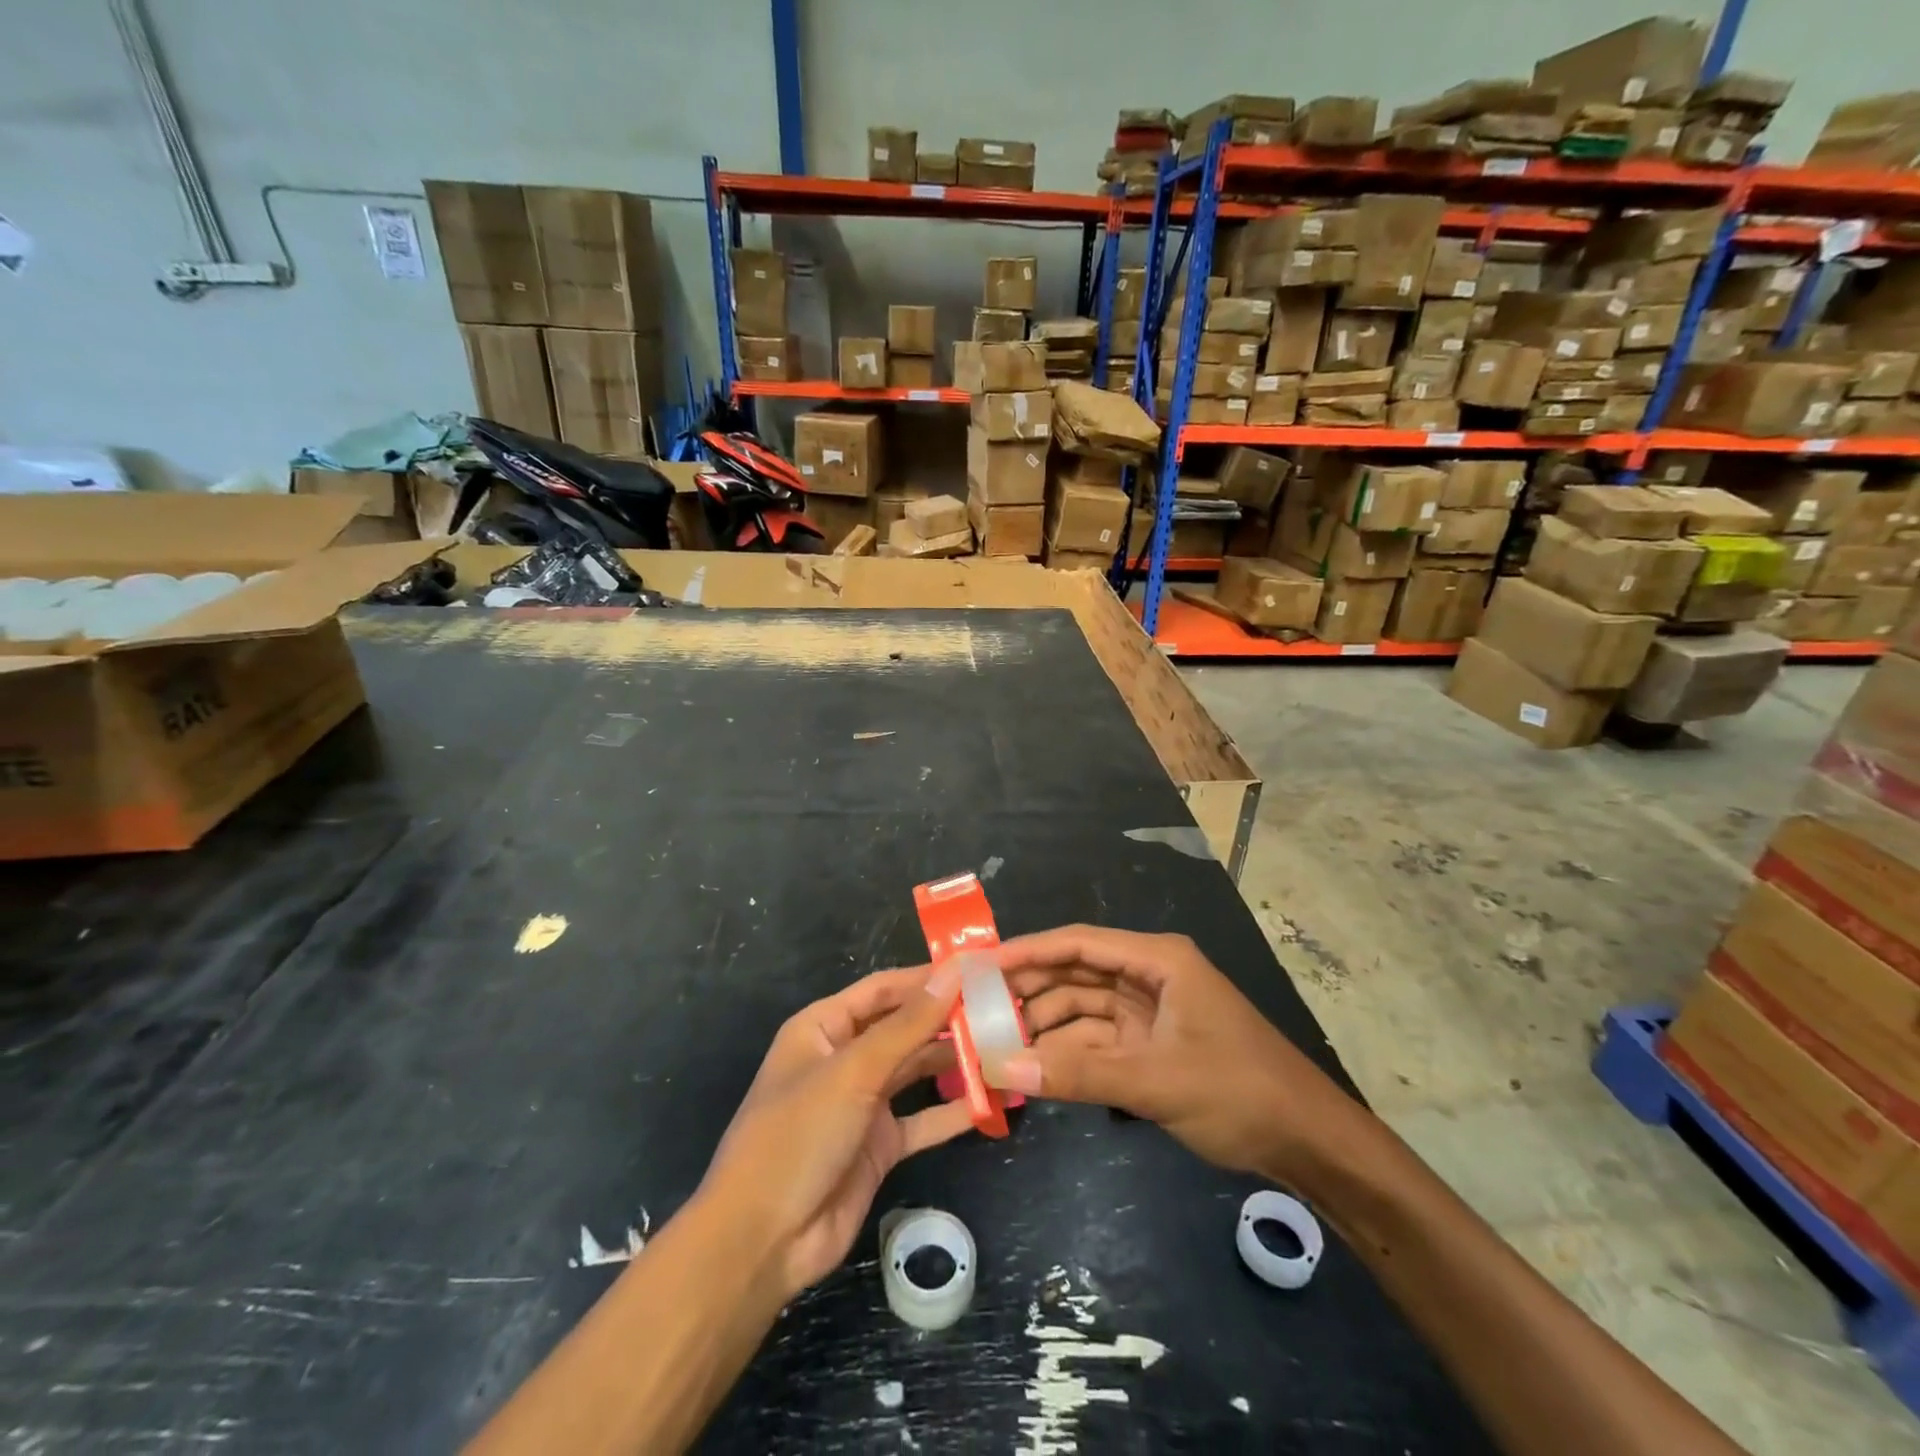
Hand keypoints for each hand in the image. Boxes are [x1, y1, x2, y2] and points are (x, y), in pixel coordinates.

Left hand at [697, 965, 972, 1299]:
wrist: (762, 1242)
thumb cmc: (798, 1135)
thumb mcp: (853, 1072)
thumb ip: (907, 1025)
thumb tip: (954, 973)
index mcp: (823, 1028)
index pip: (883, 989)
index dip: (927, 977)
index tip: (977, 967)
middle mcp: (844, 1059)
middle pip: (903, 1027)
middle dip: (947, 1018)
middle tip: (1002, 1007)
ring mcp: (862, 1104)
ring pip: (916, 1070)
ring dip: (954, 1060)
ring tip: (1004, 1047)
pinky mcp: (879, 1146)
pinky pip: (922, 1119)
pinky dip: (952, 1111)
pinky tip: (990, 1100)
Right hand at [997, 926, 1370, 1186]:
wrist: (1308, 1142)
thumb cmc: (1239, 1091)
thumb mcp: (1156, 1081)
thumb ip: (1078, 1074)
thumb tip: (1003, 1068)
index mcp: (1157, 960)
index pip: (1078, 943)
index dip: (1027, 951)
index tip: (981, 964)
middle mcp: (1149, 976)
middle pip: (1076, 973)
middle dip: (1030, 990)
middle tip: (977, 1009)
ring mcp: (1150, 1011)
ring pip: (1082, 1008)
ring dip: (1045, 1025)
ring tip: (997, 1043)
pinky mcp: (1151, 1044)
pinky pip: (1097, 1040)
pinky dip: (1068, 1052)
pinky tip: (1034, 1067)